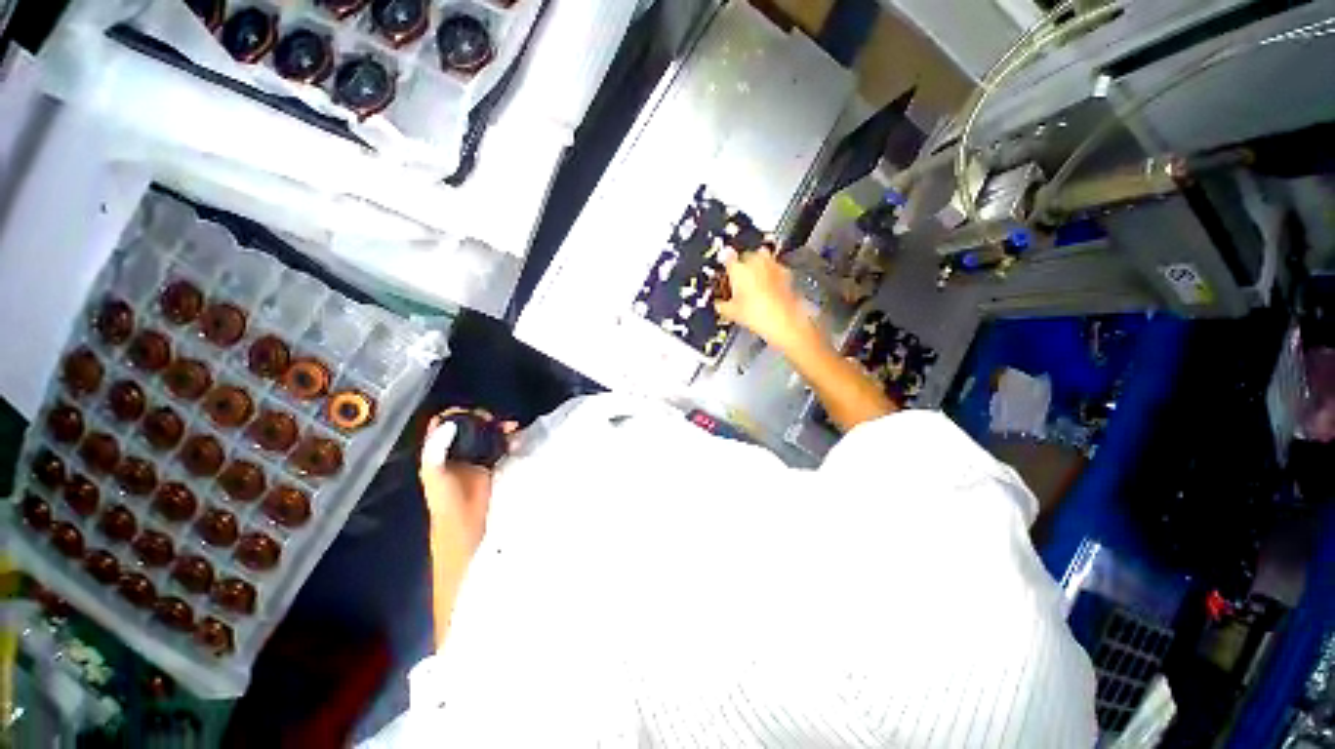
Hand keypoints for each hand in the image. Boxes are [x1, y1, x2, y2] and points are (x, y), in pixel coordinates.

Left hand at [418, 409, 517, 556]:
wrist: (464, 523)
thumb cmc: (445, 499)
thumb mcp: (435, 473)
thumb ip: (437, 448)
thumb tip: (451, 424)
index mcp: (436, 451)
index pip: (443, 423)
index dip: (456, 414)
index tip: (472, 414)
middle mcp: (455, 450)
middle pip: (468, 425)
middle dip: (482, 418)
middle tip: (493, 420)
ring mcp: (474, 457)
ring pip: (486, 434)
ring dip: (498, 427)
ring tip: (510, 427)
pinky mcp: (489, 464)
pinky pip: (500, 445)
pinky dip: (508, 440)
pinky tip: (515, 439)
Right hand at [715, 249, 812, 351]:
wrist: (784, 320)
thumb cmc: (756, 314)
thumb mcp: (731, 313)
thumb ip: (721, 304)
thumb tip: (719, 303)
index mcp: (738, 268)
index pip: (727, 258)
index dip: (725, 265)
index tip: (725, 272)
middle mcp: (756, 261)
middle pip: (746, 256)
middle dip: (742, 266)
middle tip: (739, 282)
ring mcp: (773, 264)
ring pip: (762, 258)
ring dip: (758, 267)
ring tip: (755, 284)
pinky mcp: (786, 272)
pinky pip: (774, 268)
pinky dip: (771, 275)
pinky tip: (769, 289)